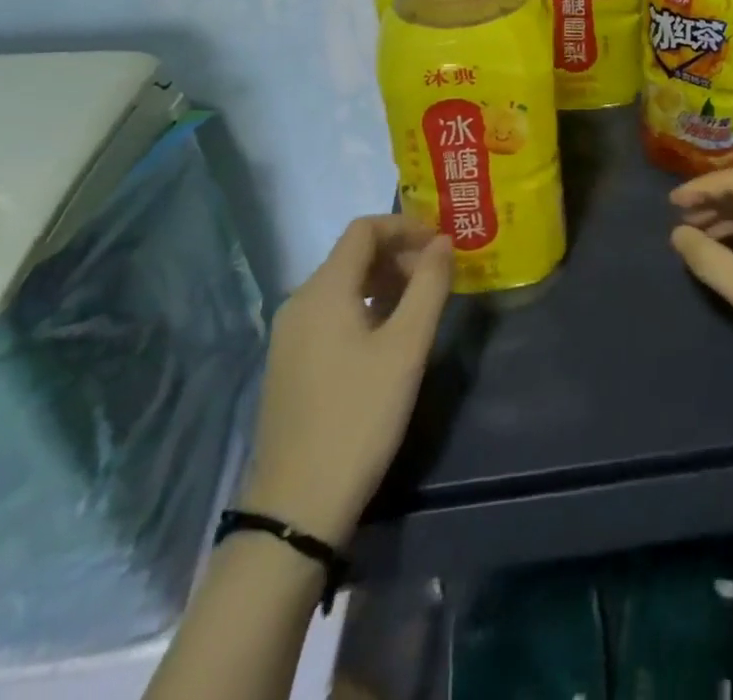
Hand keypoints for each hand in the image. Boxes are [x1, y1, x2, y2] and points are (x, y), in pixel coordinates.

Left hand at [238, 215, 451, 545]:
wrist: (297, 506)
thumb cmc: (359, 415)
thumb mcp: (407, 347)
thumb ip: (429, 286)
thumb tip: (443, 243)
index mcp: (323, 290)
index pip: (364, 230)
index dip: (406, 226)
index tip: (442, 244)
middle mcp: (299, 302)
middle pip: (353, 255)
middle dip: (399, 255)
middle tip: (439, 278)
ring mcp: (289, 335)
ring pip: (342, 285)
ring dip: (384, 282)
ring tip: (421, 306)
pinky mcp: (289, 363)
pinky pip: (331, 313)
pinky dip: (364, 307)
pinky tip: (389, 338)